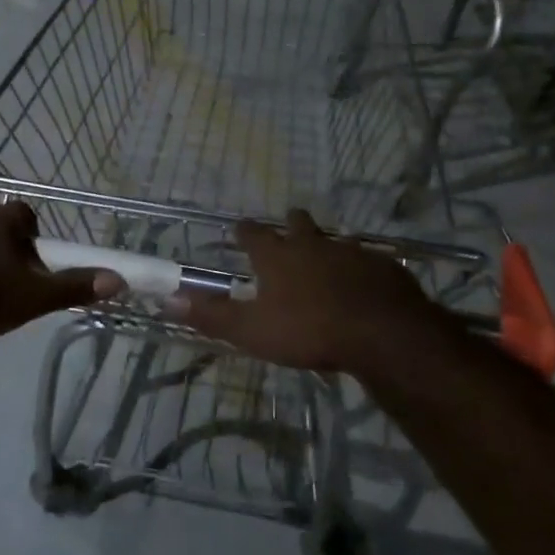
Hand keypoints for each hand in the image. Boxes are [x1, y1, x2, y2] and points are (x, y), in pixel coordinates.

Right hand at [167, 210, 441, 372]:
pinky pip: (369, 260)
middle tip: (289, 222)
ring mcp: (352, 252)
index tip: (239, 228)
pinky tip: (365, 280)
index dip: (244, 232)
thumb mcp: (251, 330)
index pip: (253, 235)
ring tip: (326, 253)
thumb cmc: (309, 330)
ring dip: (327, 244)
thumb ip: (211, 315)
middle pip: (298, 224)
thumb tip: (169, 299)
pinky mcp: (384, 267)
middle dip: (291, 222)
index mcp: (278, 257)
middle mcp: (313, 245)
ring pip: (335, 240)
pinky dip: (361, 267)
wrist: (382, 332)